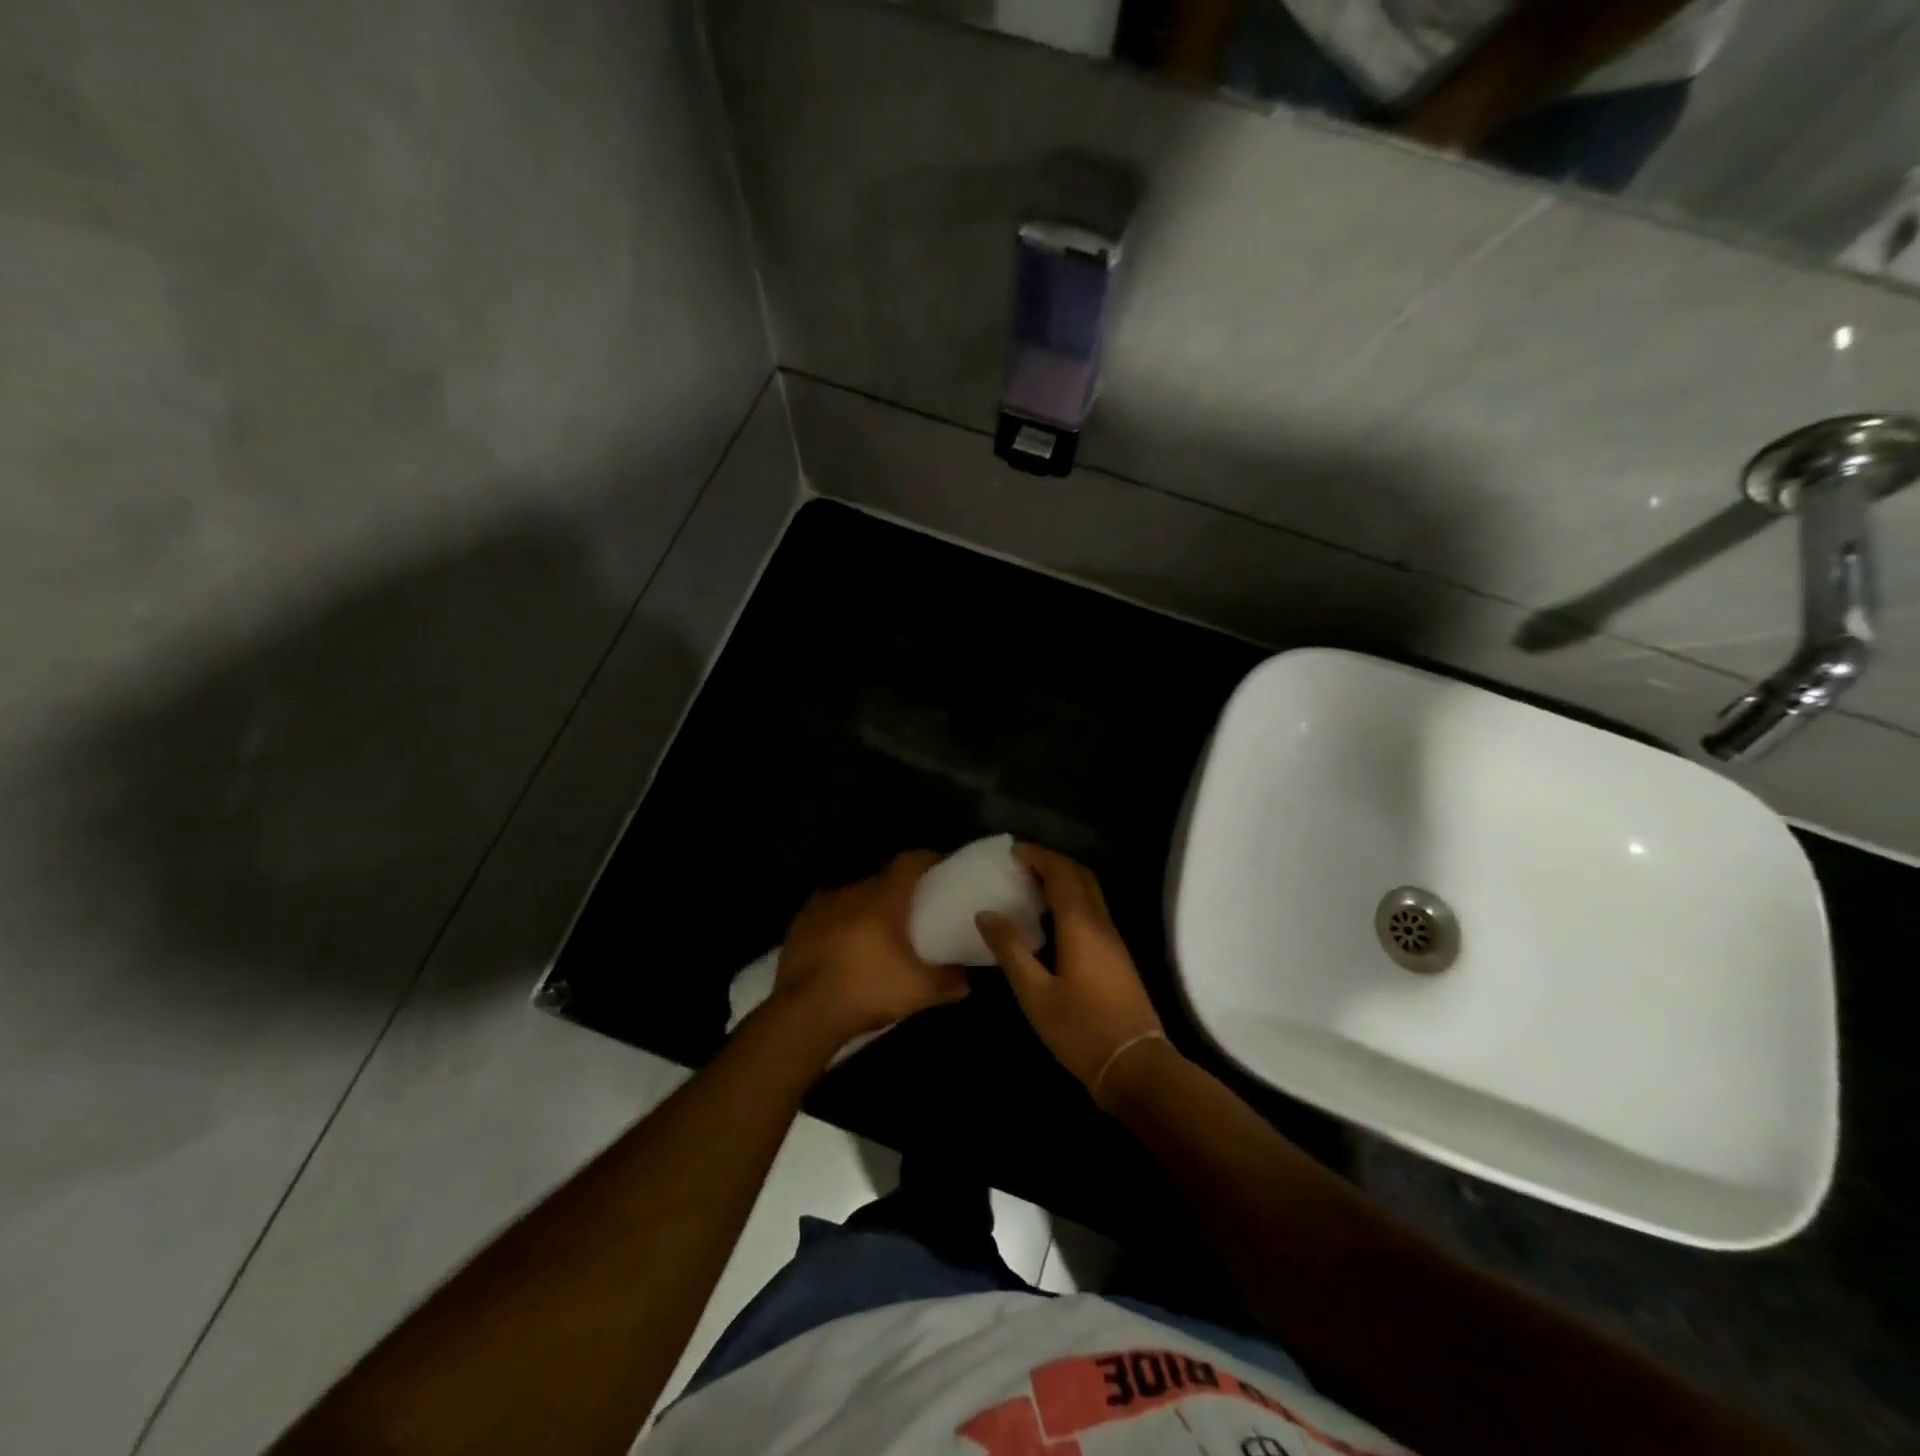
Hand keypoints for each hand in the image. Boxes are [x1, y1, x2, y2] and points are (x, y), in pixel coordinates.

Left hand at [773, 851, 968, 1045]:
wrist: (804, 1012)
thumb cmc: (867, 990)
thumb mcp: (920, 991)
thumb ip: (950, 980)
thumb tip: (968, 977)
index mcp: (883, 898)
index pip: (909, 862)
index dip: (928, 861)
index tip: (941, 871)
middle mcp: (852, 891)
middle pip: (881, 879)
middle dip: (898, 890)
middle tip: (913, 911)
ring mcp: (821, 905)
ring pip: (853, 896)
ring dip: (867, 907)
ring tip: (877, 931)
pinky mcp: (799, 924)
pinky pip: (828, 913)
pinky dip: (840, 922)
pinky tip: (844, 945)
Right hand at [976, 845, 1164, 1100]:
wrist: (1135, 1065)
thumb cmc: (1080, 1030)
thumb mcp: (1035, 993)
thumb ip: (1010, 950)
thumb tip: (986, 913)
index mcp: (1080, 925)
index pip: (1061, 873)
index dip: (1038, 856)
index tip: (1012, 852)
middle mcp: (1101, 923)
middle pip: (1080, 876)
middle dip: (1052, 863)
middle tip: (1020, 865)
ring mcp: (1113, 940)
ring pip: (1090, 893)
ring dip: (1063, 880)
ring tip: (1030, 887)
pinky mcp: (1117, 956)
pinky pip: (1093, 911)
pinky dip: (1071, 900)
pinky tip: (1051, 920)